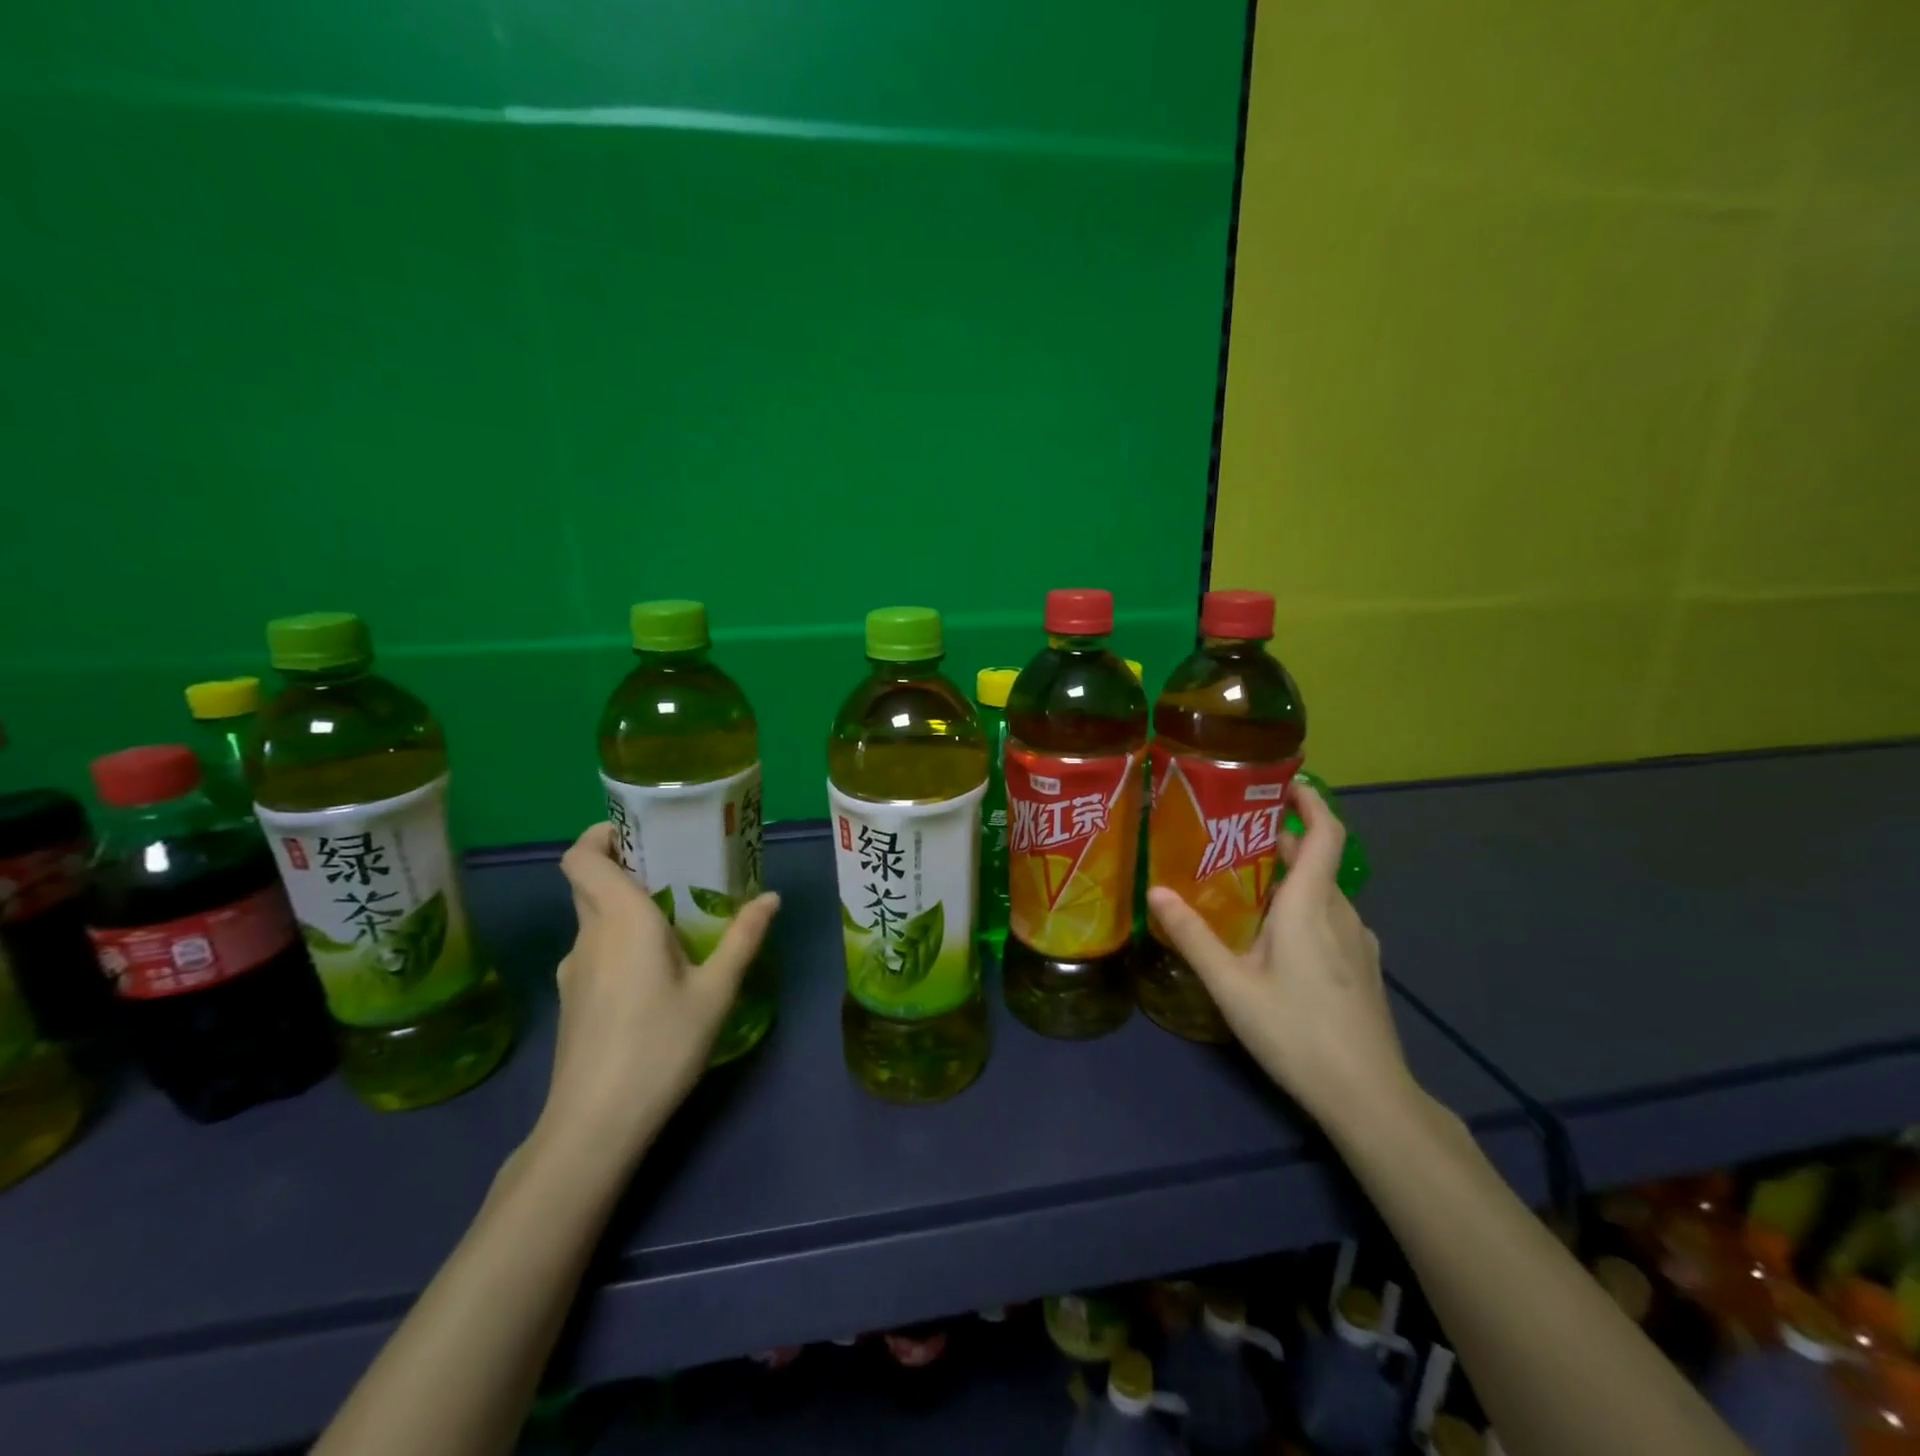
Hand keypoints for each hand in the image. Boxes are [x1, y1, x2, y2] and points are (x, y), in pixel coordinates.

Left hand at [536, 823, 779, 1162]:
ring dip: (625, 906)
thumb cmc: (660, 1046)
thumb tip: (772, 898)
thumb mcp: (715, 992)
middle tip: (675, 868)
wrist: (594, 1126)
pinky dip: (619, 941)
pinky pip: (595, 950)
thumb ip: (743, 939)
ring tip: (675, 920)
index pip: (580, 858)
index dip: (598, 835)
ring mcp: (573, 971)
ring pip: (593, 919)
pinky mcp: (572, 1000)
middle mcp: (589, 936)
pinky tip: (656, 970)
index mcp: (620, 920)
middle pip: (588, 883)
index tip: (636, 831)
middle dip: (625, 866)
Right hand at [1146, 782, 1413, 1131]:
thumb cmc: (1297, 1032)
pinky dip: (1302, 907)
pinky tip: (1274, 937)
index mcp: (1311, 905)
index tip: (1282, 782)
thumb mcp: (1231, 985)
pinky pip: (1330, 918)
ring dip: (1288, 877)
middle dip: (1279, 840)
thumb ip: (1193, 936)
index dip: (1311, 800)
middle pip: (1316, 860)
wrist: (1368, 1097)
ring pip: (1322, 892)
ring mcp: (1358, 942)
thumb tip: (1156, 892)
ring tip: (1243, 885)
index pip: (1325, 832)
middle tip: (1231, 838)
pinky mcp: (1362, 967)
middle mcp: (1341, 913)